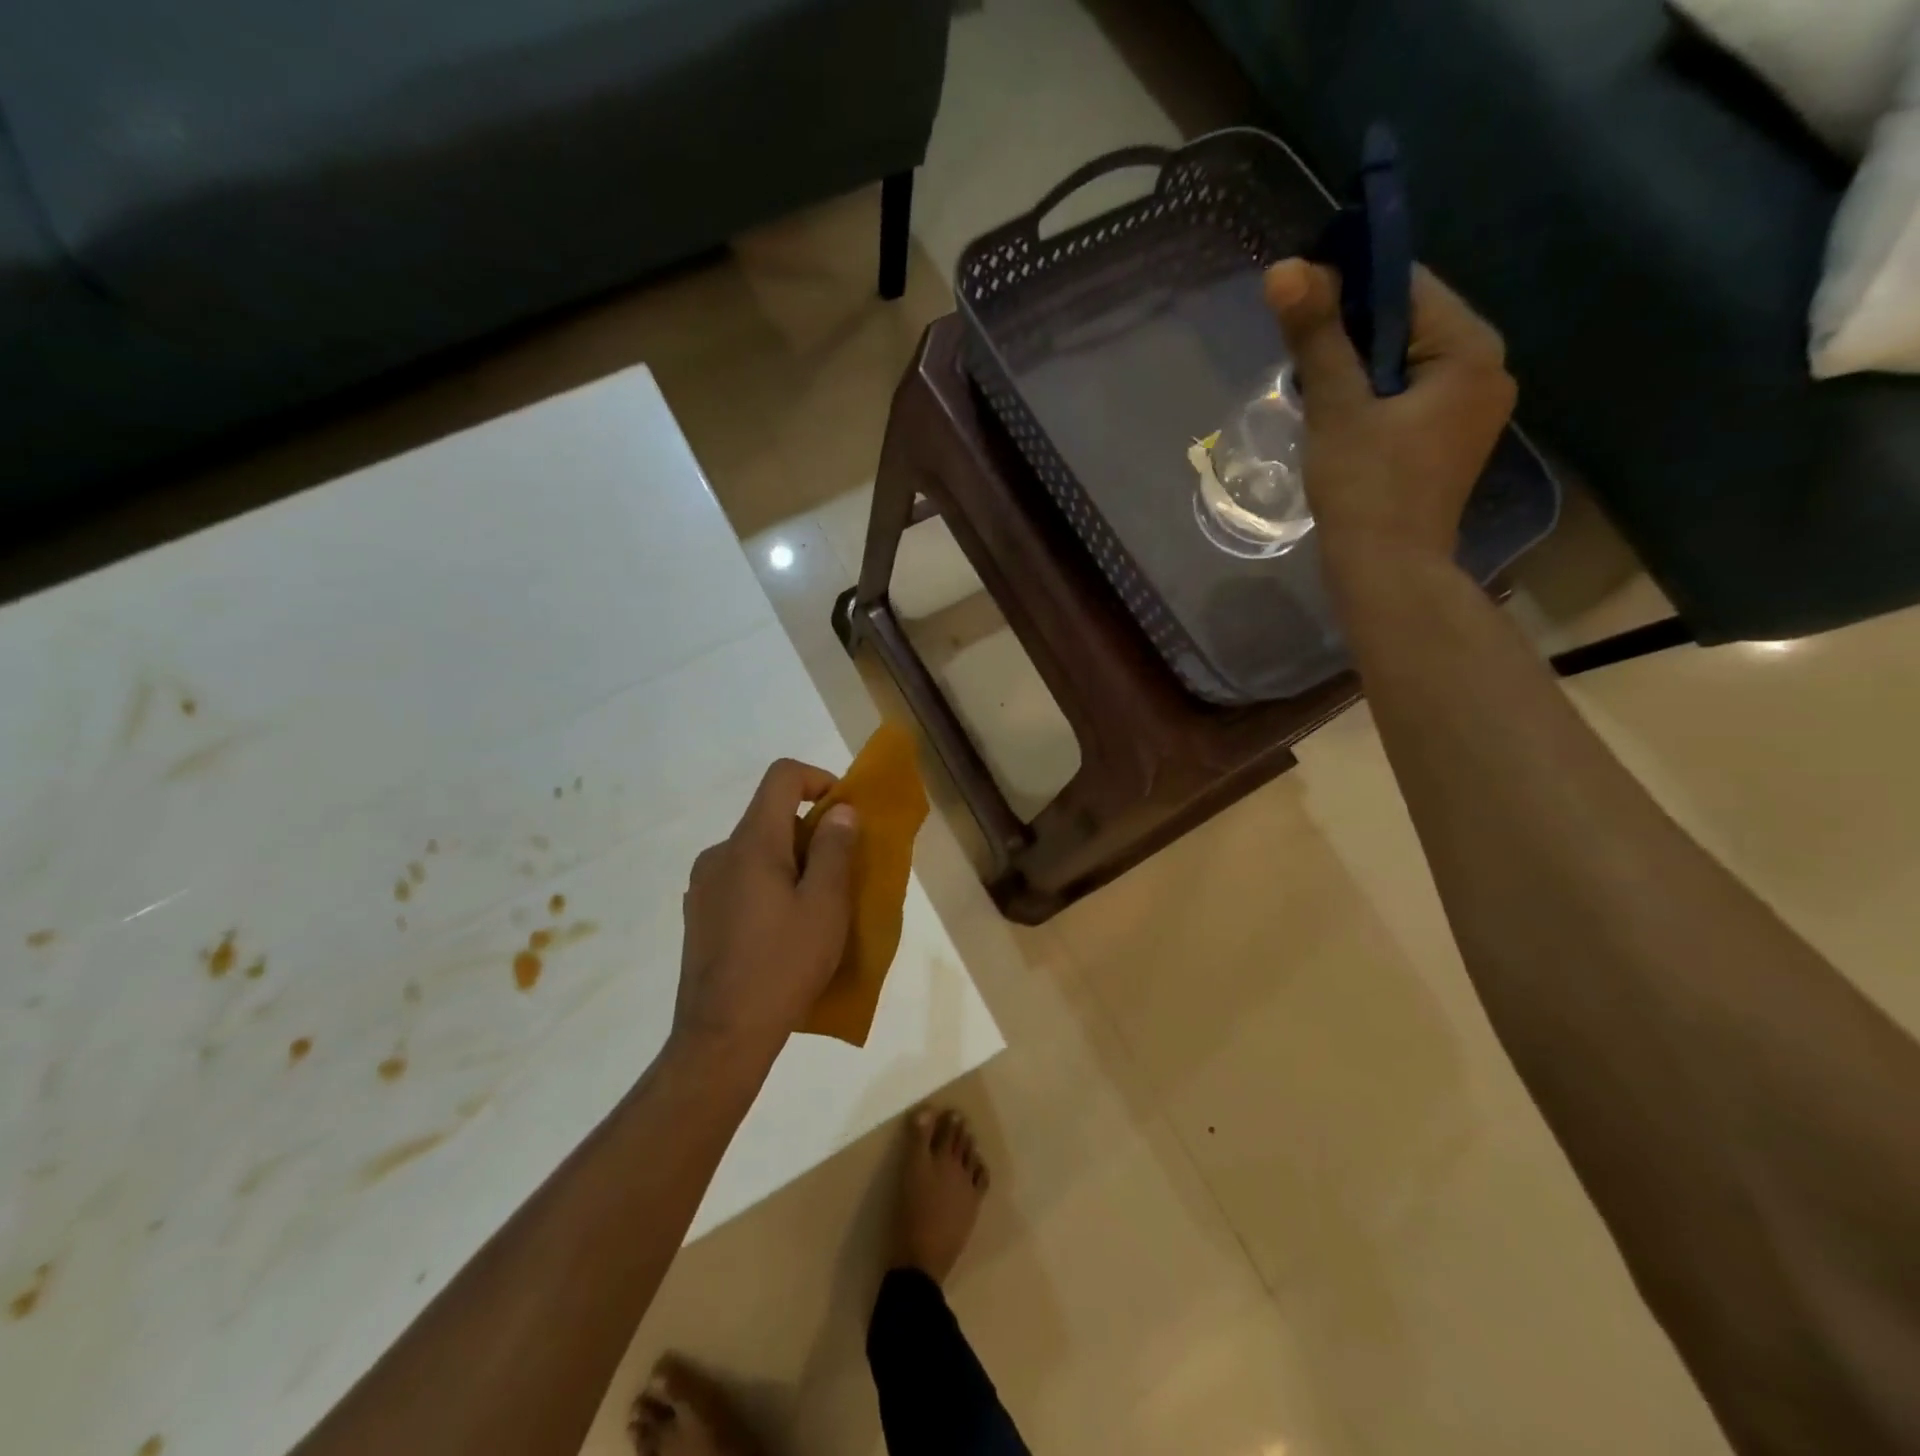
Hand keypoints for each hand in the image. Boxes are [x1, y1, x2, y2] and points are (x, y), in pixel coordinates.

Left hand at [674, 759, 858, 1067]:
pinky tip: (782, 931)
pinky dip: (768, 885)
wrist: (721, 1036)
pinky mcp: (697, 914)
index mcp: (751, 843)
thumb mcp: (825, 906)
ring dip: (790, 862)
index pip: (782, 777)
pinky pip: (740, 879)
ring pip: (756, 851)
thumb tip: (841, 811)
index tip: (845, 814)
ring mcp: (702, 885)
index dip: (819, 779)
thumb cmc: (783, 966)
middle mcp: (720, 853)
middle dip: (811, 831)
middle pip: (770, 816)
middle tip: (841, 873)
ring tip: (815, 908)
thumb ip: (834, 850)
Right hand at [1264, 258, 1516, 576]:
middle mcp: (1486, 370)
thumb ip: (1316, 334)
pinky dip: (1374, 398)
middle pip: (1409, 324)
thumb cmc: (1365, 488)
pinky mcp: (1451, 440)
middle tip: (1302, 363)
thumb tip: (1284, 267)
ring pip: (1407, 363)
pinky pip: (1411, 396)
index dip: (1349, 286)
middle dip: (1352, 334)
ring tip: (1316, 396)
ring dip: (1359, 368)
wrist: (1388, 571)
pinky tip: (1341, 420)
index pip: (1408, 286)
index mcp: (1470, 349)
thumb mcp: (1335, 406)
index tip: (1301, 307)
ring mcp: (1472, 409)